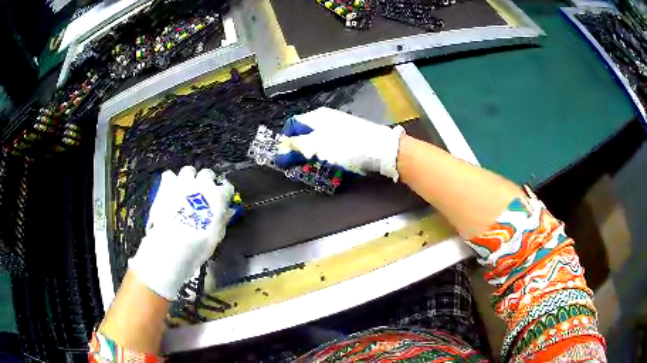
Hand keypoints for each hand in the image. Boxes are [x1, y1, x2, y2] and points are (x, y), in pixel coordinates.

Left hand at [129, 166, 234, 299]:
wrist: (173, 244)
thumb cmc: (199, 244)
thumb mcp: (216, 235)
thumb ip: (222, 220)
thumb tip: (228, 211)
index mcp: (218, 197)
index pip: (227, 187)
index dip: (224, 193)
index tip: (221, 199)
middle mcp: (203, 184)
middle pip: (207, 174)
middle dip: (205, 181)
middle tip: (202, 192)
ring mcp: (184, 182)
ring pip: (188, 170)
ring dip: (188, 178)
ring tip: (185, 189)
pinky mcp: (167, 184)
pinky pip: (169, 175)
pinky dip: (170, 181)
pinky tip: (169, 190)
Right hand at [276, 107, 404, 180]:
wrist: (382, 150)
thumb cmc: (346, 146)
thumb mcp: (316, 145)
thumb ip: (296, 145)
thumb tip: (281, 146)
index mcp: (315, 117)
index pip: (292, 125)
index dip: (285, 141)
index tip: (284, 158)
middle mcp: (326, 120)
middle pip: (305, 135)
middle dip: (300, 153)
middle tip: (300, 167)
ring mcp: (340, 129)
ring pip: (319, 144)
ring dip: (315, 159)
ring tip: (317, 171)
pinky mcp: (350, 139)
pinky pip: (333, 150)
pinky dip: (329, 160)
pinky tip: (333, 169)